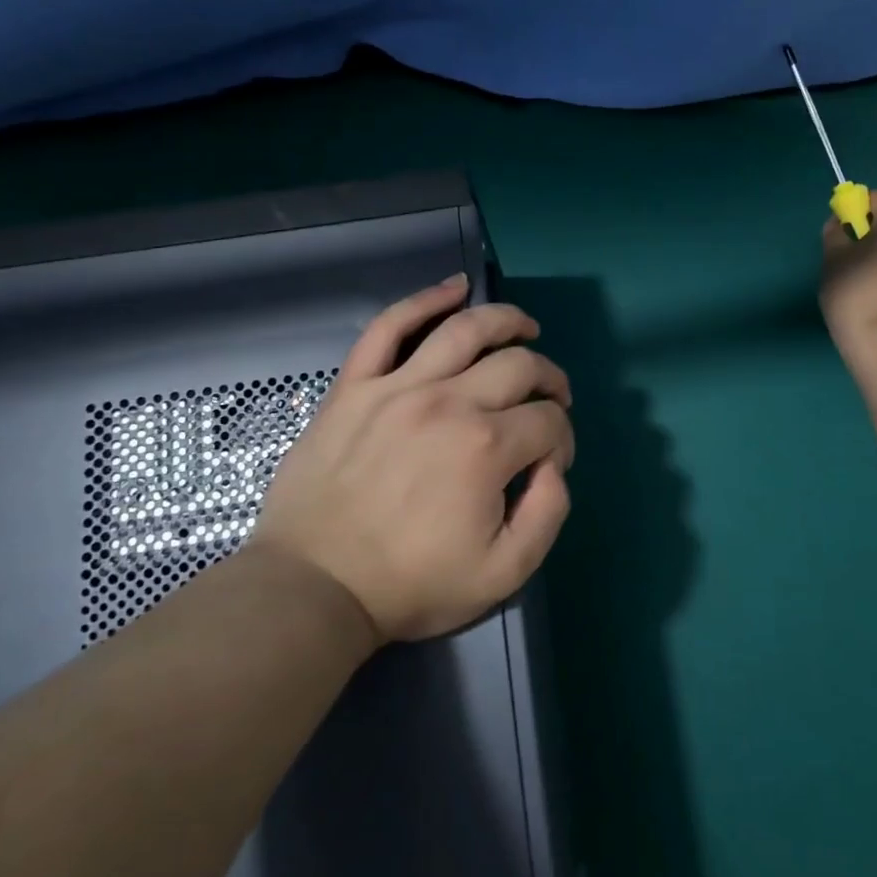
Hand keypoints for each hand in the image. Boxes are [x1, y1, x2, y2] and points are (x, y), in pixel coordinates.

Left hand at [248, 275, 575, 643]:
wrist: (314, 587)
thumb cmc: (411, 585)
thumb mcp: (503, 573)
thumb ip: (548, 513)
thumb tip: (554, 465)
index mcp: (487, 447)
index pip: (548, 421)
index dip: (562, 438)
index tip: (550, 462)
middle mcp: (449, 402)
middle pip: (519, 365)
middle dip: (550, 378)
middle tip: (553, 397)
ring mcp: (398, 386)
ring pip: (465, 329)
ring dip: (506, 320)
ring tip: (525, 327)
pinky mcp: (356, 385)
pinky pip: (389, 326)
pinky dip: (424, 300)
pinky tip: (453, 289)